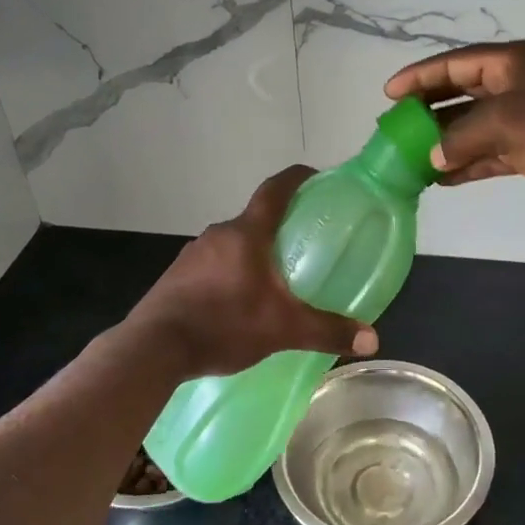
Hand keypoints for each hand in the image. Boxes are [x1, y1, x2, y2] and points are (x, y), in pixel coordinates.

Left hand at [126, 166, 381, 376]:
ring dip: (254, 252)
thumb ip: (327, 331)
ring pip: (233, 243)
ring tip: (276, 277)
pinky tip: (240, 302)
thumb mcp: (282, 329)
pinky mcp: (177, 276)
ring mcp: (193, 254)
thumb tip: (372, 339)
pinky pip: (213, 264)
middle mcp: (218, 234)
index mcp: (246, 233)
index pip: (275, 190)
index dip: (297, 178)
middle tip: (305, 243)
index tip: (316, 176)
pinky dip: (232, 272)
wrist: (153, 348)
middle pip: (255, 218)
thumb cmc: (223, 325)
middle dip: (280, 226)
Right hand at [385, 40, 524, 211]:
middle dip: (428, 109)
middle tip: (397, 124)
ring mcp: (524, 119)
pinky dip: (465, 163)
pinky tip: (440, 178)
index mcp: (511, 63)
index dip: (420, 76)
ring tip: (411, 155)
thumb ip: (461, 137)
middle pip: (460, 92)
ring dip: (444, 141)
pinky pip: (488, 153)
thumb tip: (433, 157)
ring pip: (472, 126)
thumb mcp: (505, 122)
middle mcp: (515, 85)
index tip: (389, 92)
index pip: (455, 63)